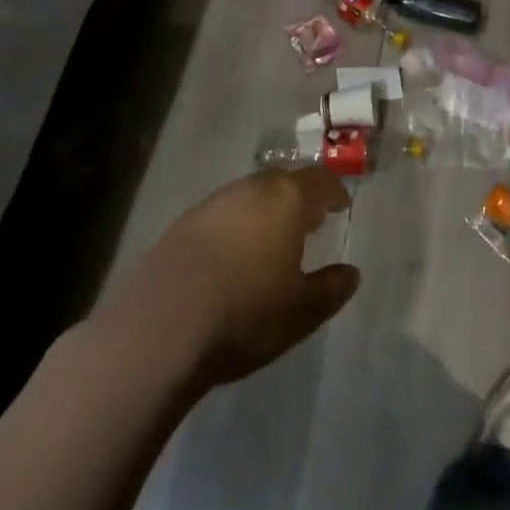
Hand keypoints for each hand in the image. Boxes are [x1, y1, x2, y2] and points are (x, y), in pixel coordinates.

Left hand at [93, 169, 360, 387]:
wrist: (158, 329)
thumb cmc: (244, 314)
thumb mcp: (301, 312)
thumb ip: (331, 288)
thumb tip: (351, 273)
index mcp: (286, 199)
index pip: (318, 180)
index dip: (333, 191)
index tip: (340, 207)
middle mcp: (249, 190)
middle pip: (281, 182)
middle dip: (298, 198)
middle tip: (308, 222)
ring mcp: (210, 205)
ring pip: (248, 196)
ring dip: (264, 211)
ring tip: (270, 241)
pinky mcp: (179, 226)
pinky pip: (220, 216)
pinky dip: (235, 227)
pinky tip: (231, 257)